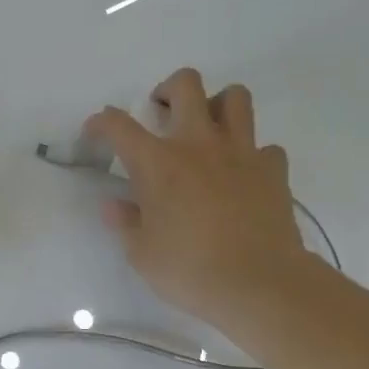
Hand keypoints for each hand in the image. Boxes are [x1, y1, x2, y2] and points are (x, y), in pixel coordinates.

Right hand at [85, 69, 309, 331]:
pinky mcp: (273, 170)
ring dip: (217, 105)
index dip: (102, 122)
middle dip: (168, 89)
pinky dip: (253, 155)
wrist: (259, 284)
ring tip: (208, 130)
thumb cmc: (190, 271)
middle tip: (161, 113)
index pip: (119, 125)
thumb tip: (114, 205)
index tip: (96, 132)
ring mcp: (241, 152)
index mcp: (158, 163)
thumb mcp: (142, 254)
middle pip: (186, 84)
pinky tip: (243, 175)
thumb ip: (126, 223)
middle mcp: (199, 144)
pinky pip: (265, 147)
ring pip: (235, 97)